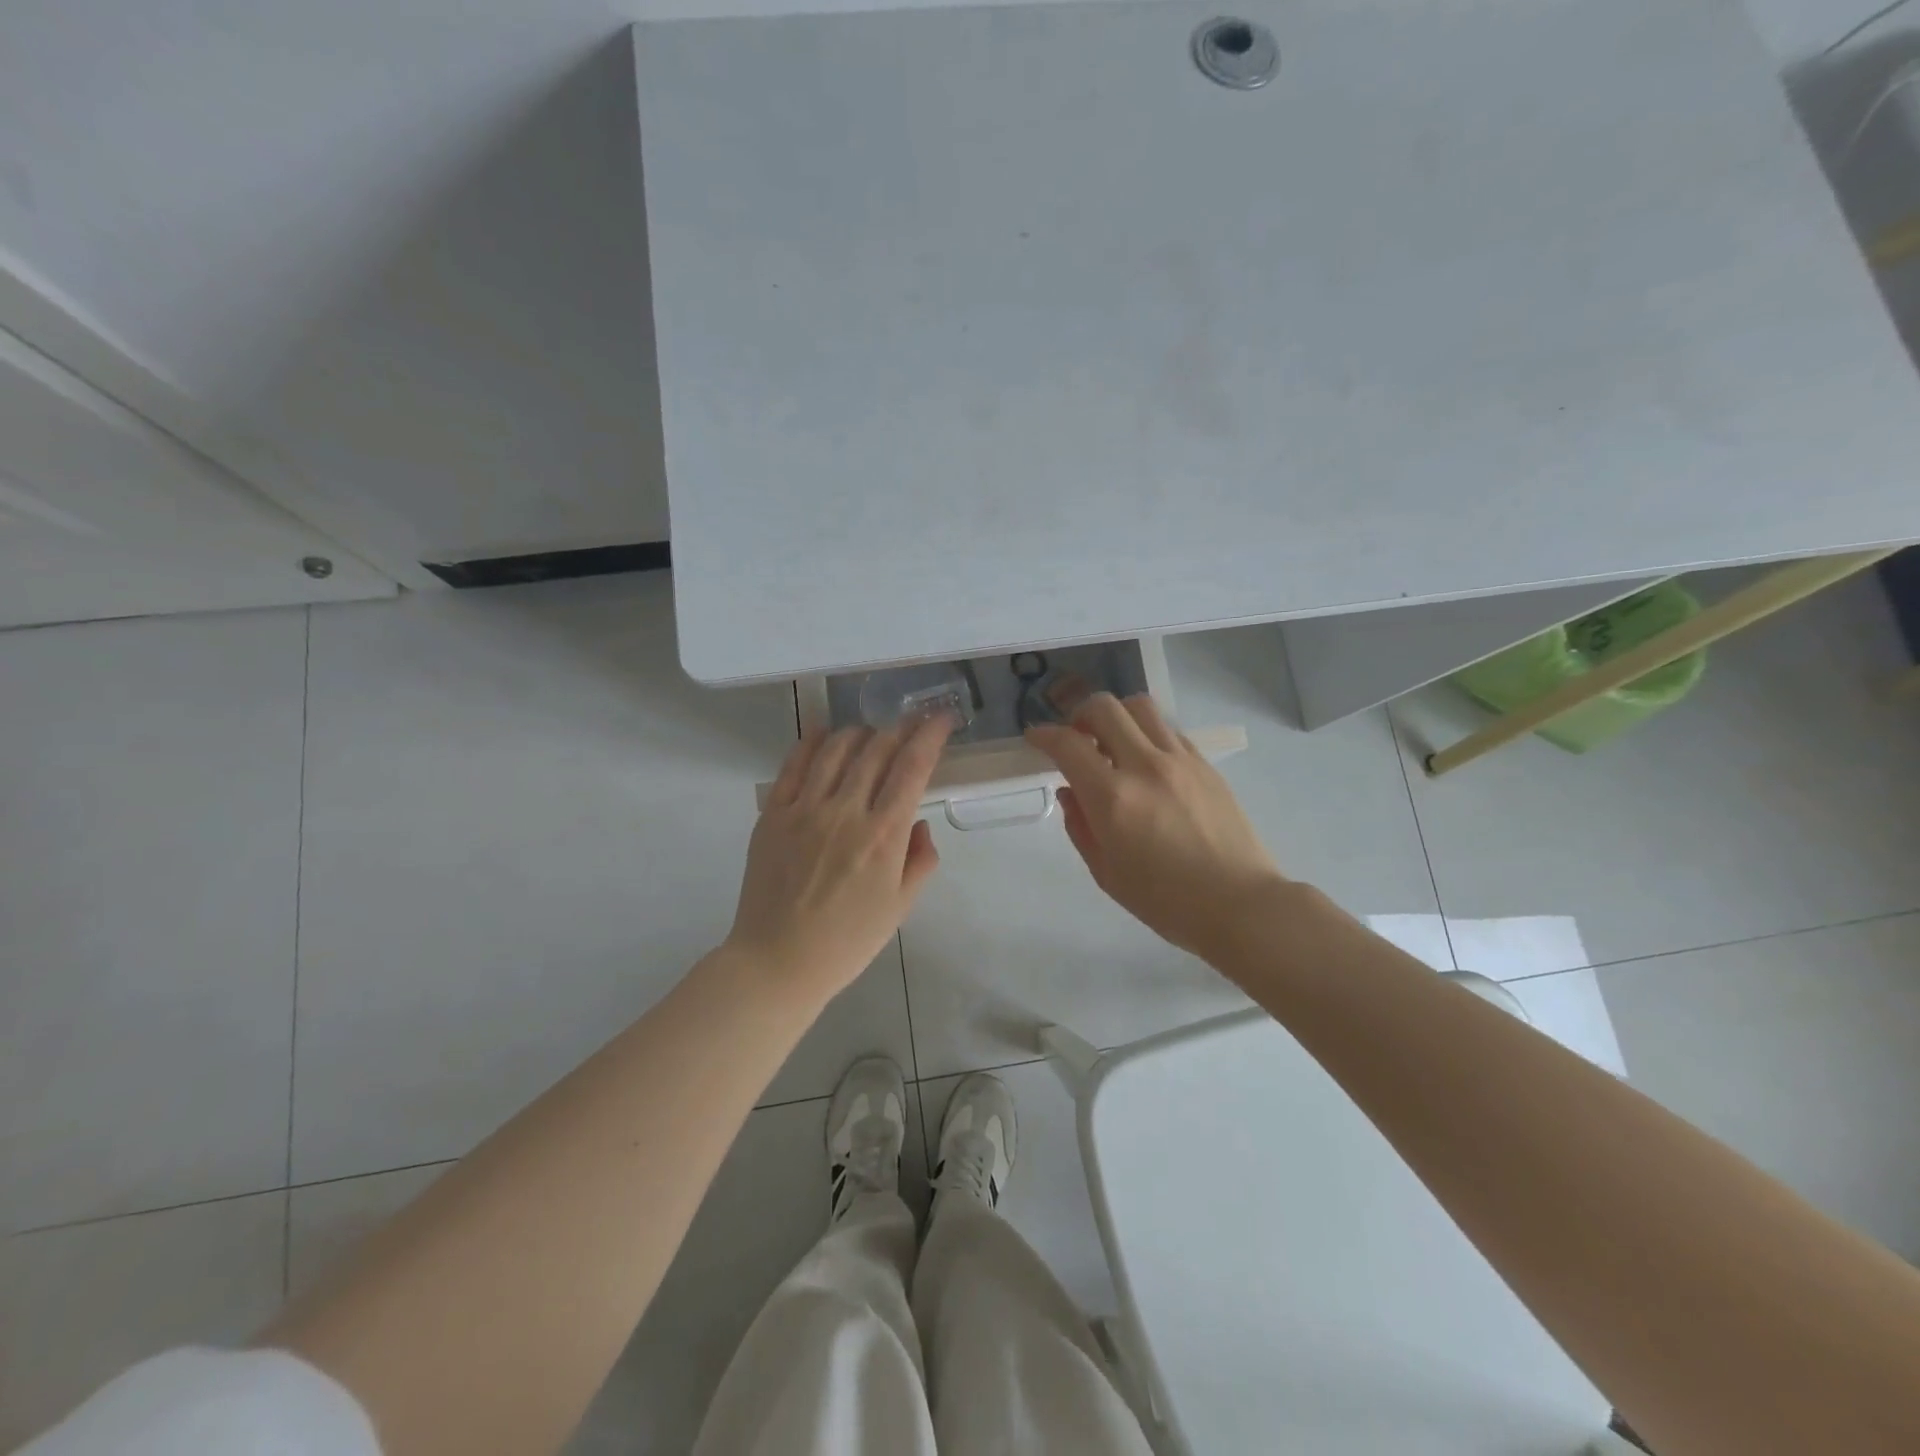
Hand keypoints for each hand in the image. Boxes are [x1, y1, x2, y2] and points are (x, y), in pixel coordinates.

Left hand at [726, 715, 953, 1004]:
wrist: (778, 962)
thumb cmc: (847, 941)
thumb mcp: (901, 907)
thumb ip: (920, 859)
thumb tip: (918, 822)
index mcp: (883, 835)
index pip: (913, 767)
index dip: (930, 735)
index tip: (941, 719)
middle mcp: (846, 811)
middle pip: (877, 750)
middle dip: (900, 728)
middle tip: (911, 722)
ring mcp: (805, 809)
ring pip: (836, 749)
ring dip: (859, 732)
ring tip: (870, 731)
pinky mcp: (773, 814)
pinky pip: (793, 765)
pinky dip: (811, 742)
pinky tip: (822, 734)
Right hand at [1027, 693, 1284, 963]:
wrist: (1239, 904)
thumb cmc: (1165, 901)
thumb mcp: (1106, 873)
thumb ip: (1080, 827)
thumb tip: (1070, 792)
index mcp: (1113, 797)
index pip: (1068, 745)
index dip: (1044, 735)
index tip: (1035, 737)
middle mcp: (1145, 766)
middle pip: (1104, 707)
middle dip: (1079, 714)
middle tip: (1075, 737)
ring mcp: (1180, 760)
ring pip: (1140, 707)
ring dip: (1116, 716)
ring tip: (1112, 742)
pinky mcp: (1205, 764)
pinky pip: (1168, 730)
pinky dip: (1147, 733)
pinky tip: (1146, 761)